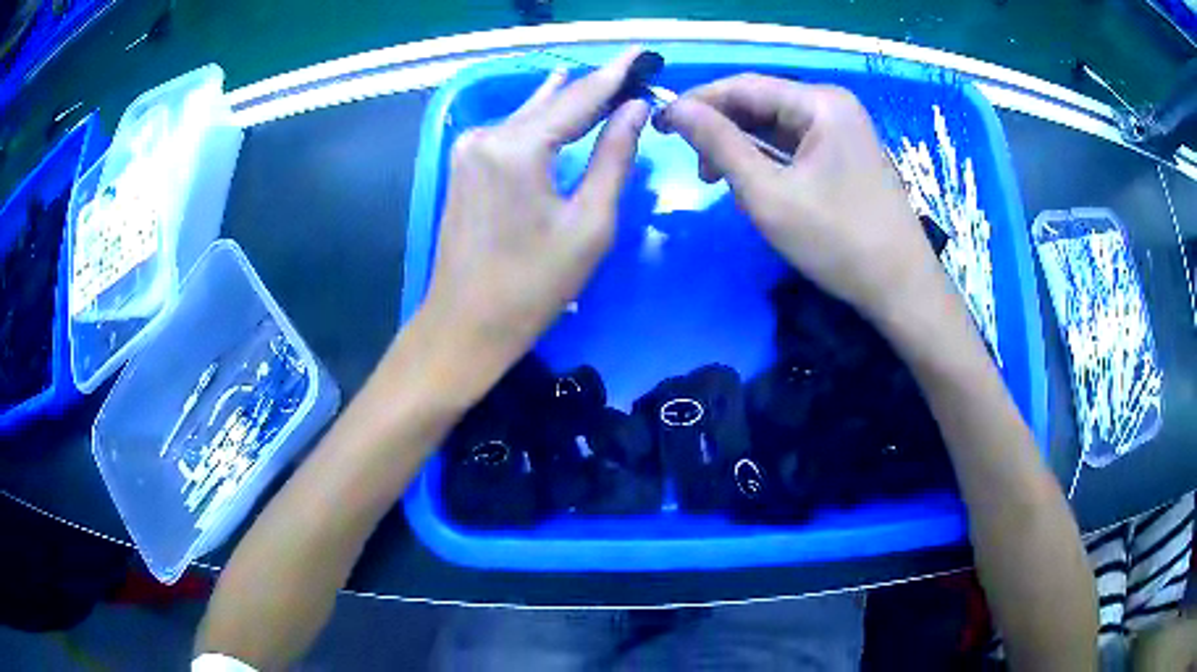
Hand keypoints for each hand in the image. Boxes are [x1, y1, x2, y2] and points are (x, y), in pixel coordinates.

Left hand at [421, 49, 649, 378]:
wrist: (465, 324)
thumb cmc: (533, 285)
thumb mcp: (589, 224)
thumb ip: (613, 158)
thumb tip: (634, 109)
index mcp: (518, 147)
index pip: (579, 97)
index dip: (615, 75)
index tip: (642, 52)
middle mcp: (488, 135)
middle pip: (553, 102)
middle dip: (595, 87)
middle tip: (633, 69)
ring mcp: (469, 148)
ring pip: (531, 113)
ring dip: (568, 100)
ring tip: (605, 78)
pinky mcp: (464, 165)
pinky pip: (512, 131)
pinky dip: (542, 118)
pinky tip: (555, 95)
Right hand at [660, 74, 944, 324]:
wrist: (900, 288)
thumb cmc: (836, 241)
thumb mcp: (768, 193)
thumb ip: (719, 145)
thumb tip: (676, 109)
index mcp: (820, 103)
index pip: (744, 86)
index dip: (698, 102)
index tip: (662, 126)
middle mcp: (833, 106)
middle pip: (761, 103)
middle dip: (722, 130)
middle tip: (696, 166)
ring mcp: (843, 130)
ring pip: (776, 126)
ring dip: (743, 148)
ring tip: (721, 182)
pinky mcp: (846, 154)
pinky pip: (795, 145)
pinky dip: (768, 161)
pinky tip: (755, 184)